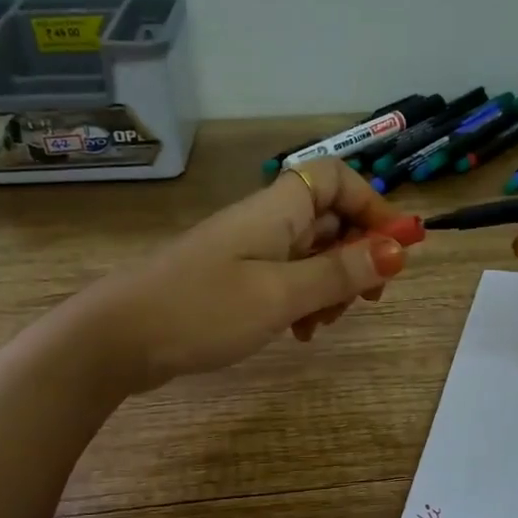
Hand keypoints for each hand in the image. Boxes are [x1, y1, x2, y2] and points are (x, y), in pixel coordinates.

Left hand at [82, 156, 414, 390]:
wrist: (118, 339)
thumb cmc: (202, 310)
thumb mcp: (281, 294)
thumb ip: (340, 272)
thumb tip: (399, 248)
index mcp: (277, 209)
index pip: (337, 178)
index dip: (373, 205)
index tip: (396, 249)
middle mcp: (265, 222)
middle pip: (329, 219)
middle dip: (356, 257)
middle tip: (367, 300)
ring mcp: (247, 252)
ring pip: (310, 255)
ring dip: (330, 286)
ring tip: (322, 326)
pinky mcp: (233, 280)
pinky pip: (284, 279)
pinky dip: (301, 301)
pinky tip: (297, 334)